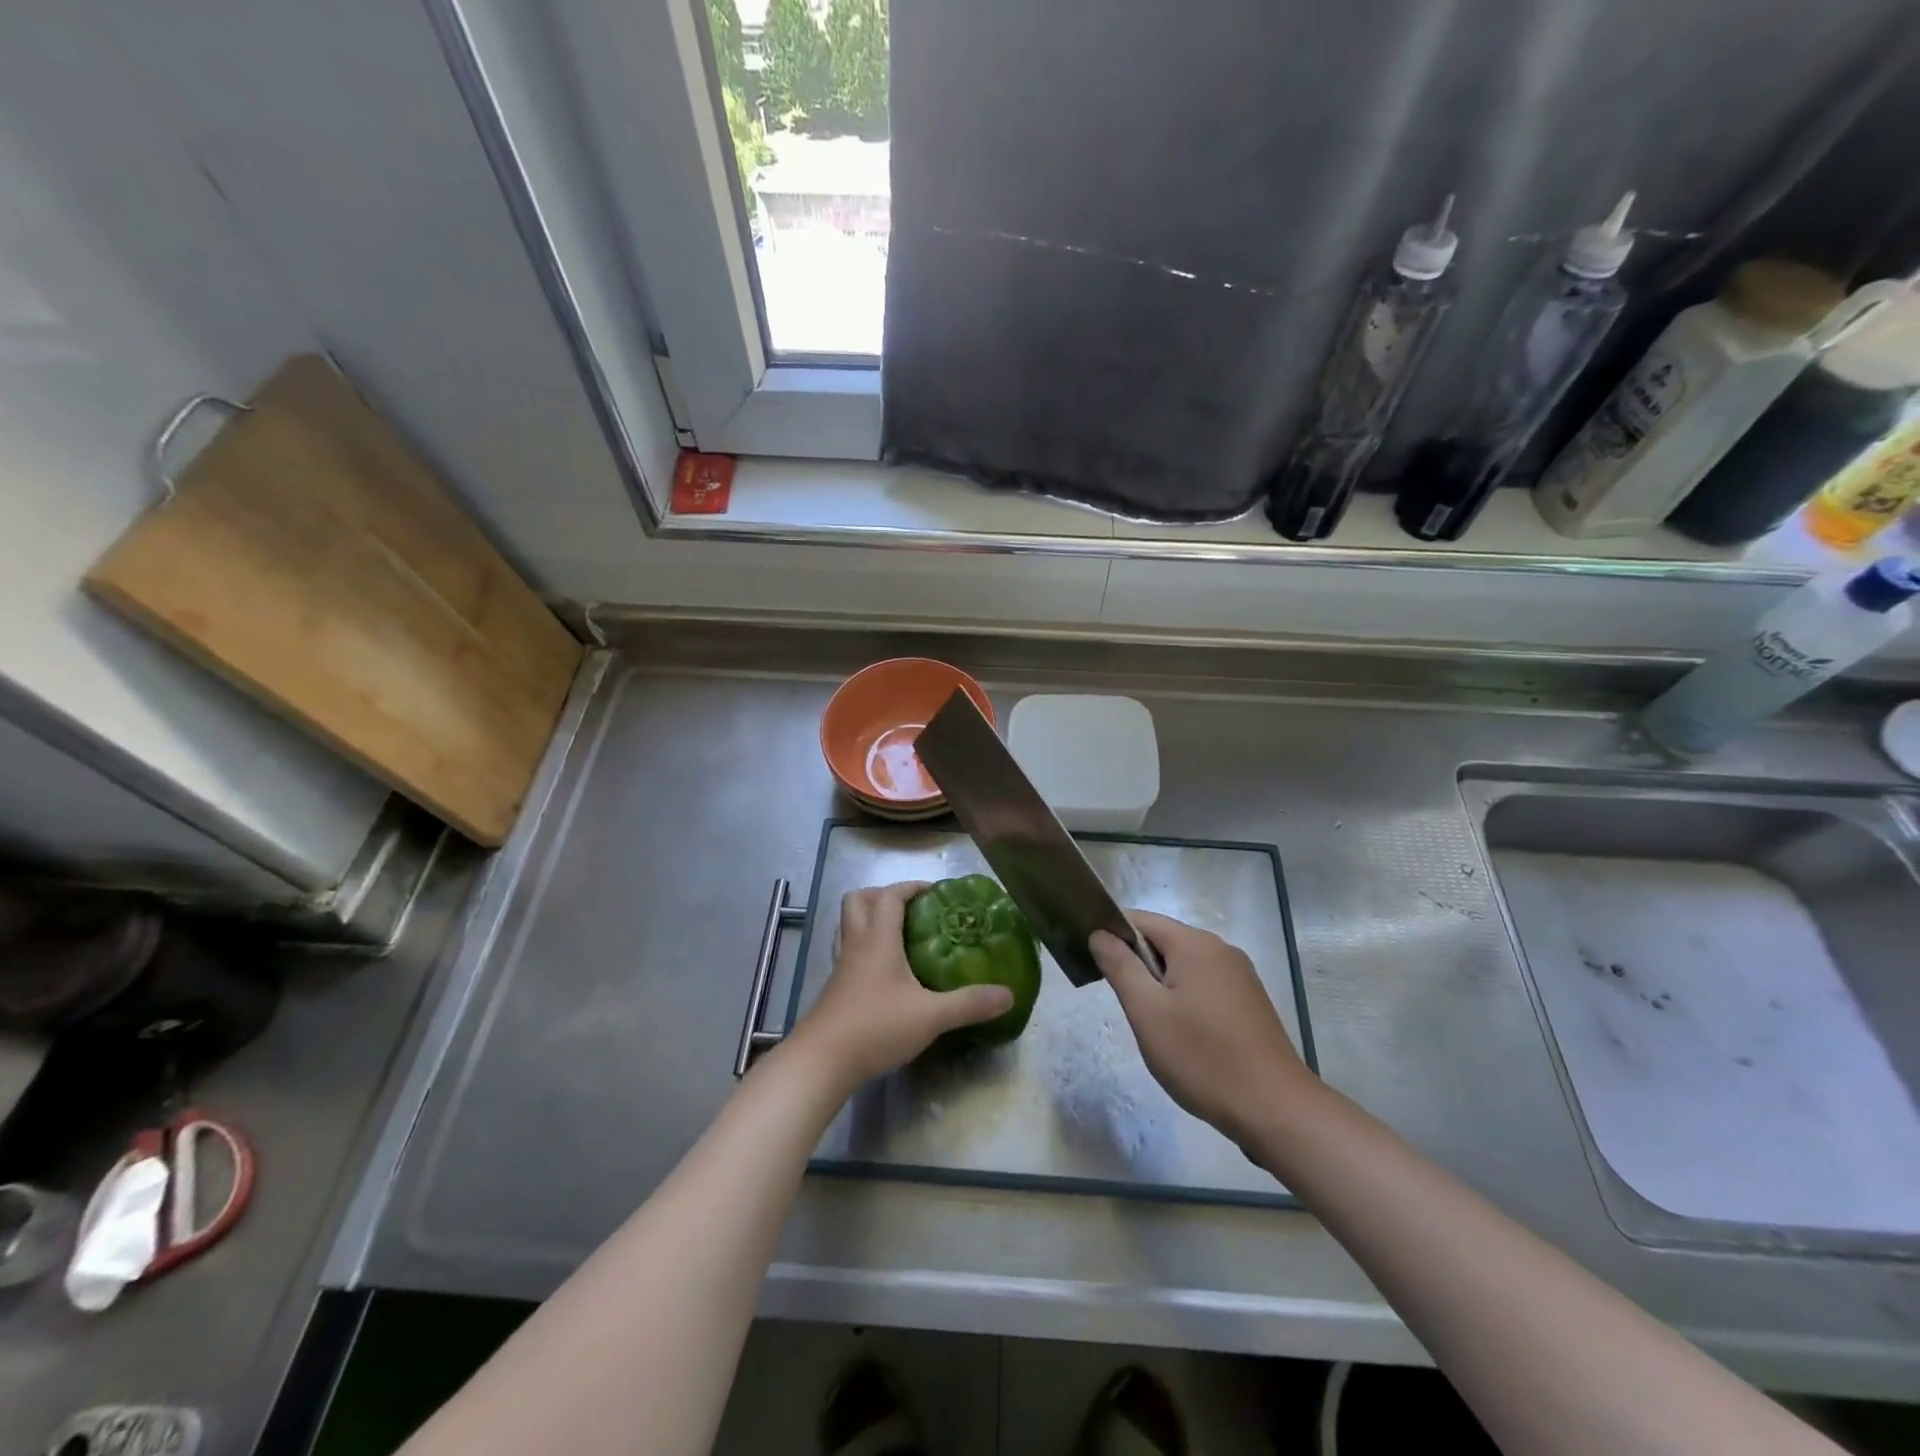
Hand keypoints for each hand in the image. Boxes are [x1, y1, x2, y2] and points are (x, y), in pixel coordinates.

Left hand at [791, 882, 1014, 1087]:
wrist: (823, 1060)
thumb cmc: (876, 1026)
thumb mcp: (931, 1016)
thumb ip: (969, 1004)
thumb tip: (1008, 995)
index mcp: (878, 939)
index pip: (890, 896)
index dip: (910, 887)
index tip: (934, 892)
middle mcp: (856, 944)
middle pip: (858, 900)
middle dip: (883, 895)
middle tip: (912, 910)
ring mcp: (841, 967)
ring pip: (848, 925)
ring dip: (869, 919)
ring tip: (898, 935)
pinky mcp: (834, 988)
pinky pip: (847, 952)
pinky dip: (863, 948)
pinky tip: (882, 971)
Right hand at [1091, 911, 1314, 1149]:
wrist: (1275, 1110)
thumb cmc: (1203, 1057)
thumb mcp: (1147, 1012)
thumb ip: (1120, 966)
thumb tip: (1099, 934)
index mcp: (1195, 944)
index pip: (1141, 920)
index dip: (1111, 933)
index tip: (1090, 958)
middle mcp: (1221, 950)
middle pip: (1164, 942)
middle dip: (1136, 964)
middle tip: (1120, 1002)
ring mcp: (1240, 977)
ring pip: (1184, 967)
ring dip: (1160, 986)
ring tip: (1149, 1024)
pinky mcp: (1250, 1003)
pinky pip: (1205, 986)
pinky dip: (1184, 999)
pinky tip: (1181, 1036)